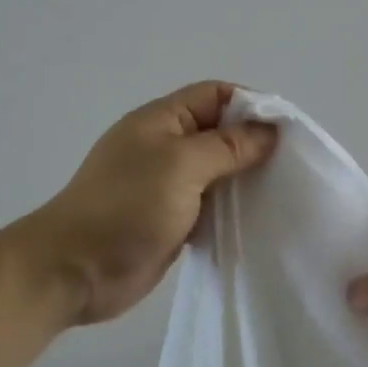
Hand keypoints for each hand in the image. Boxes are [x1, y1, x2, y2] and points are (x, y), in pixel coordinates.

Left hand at [21, 81, 278, 324]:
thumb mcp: (180, 166)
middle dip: (254, 144)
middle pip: (219, 133)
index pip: (215, 95)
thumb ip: (227, 147)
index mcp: (161, 121)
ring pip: (218, 171)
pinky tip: (258, 219)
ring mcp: (167, 185)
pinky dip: (233, 208)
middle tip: (293, 164)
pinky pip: (210, 204)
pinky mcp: (172, 219)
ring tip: (283, 191)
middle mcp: (165, 147)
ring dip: (246, 179)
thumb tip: (269, 132)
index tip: (286, 130)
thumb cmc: (125, 207)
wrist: (74, 270)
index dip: (251, 105)